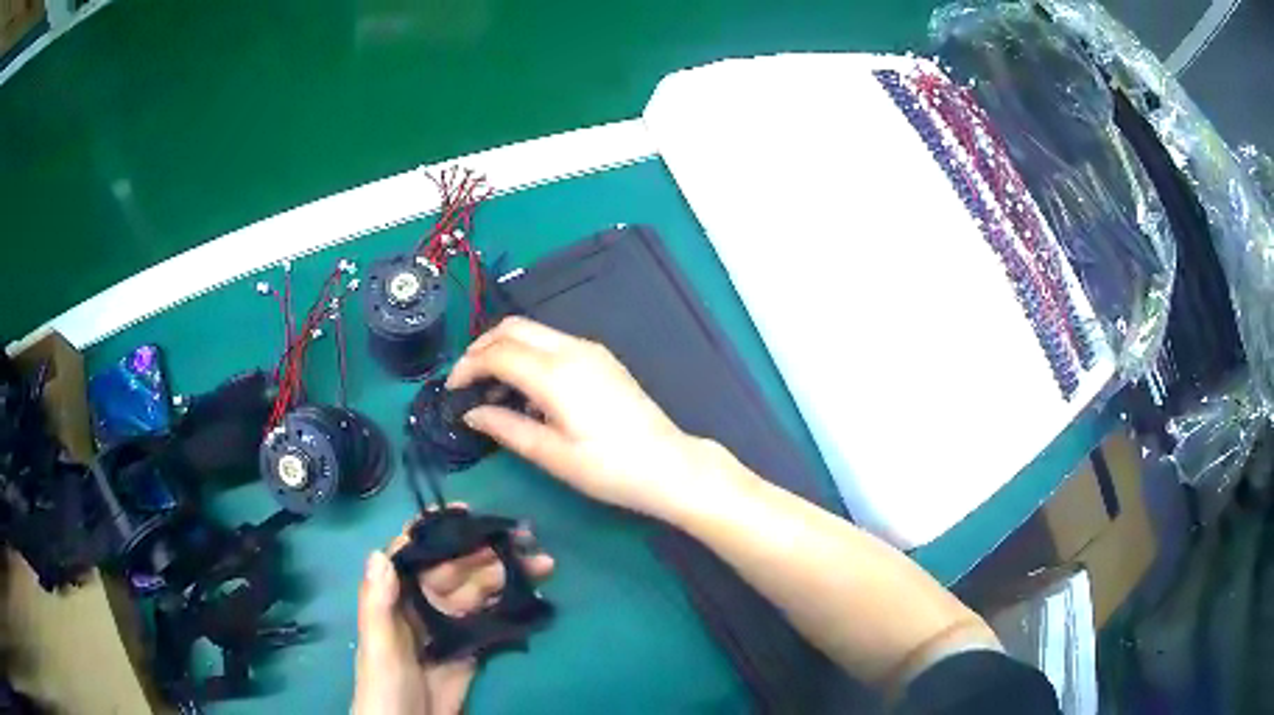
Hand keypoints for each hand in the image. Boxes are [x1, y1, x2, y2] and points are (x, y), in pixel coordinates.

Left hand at [351, 510, 554, 714]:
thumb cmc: (384, 684)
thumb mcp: (379, 645)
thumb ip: (378, 603)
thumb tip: (380, 552)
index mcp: (396, 597)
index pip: (416, 553)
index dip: (439, 530)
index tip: (469, 512)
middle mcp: (423, 605)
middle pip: (458, 570)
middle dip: (489, 552)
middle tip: (527, 540)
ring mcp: (449, 627)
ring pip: (480, 593)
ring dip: (508, 578)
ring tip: (543, 566)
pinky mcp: (470, 649)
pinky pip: (492, 622)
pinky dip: (512, 609)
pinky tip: (535, 599)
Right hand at [447, 317, 730, 521]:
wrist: (668, 465)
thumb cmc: (608, 468)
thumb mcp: (551, 455)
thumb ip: (505, 428)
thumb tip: (471, 414)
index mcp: (555, 373)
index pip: (497, 353)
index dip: (467, 366)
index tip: (451, 390)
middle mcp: (571, 349)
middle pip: (513, 328)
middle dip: (481, 347)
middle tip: (465, 380)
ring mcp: (590, 350)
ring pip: (533, 331)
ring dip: (505, 349)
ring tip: (491, 388)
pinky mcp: (601, 358)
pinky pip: (553, 342)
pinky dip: (528, 354)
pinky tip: (525, 388)